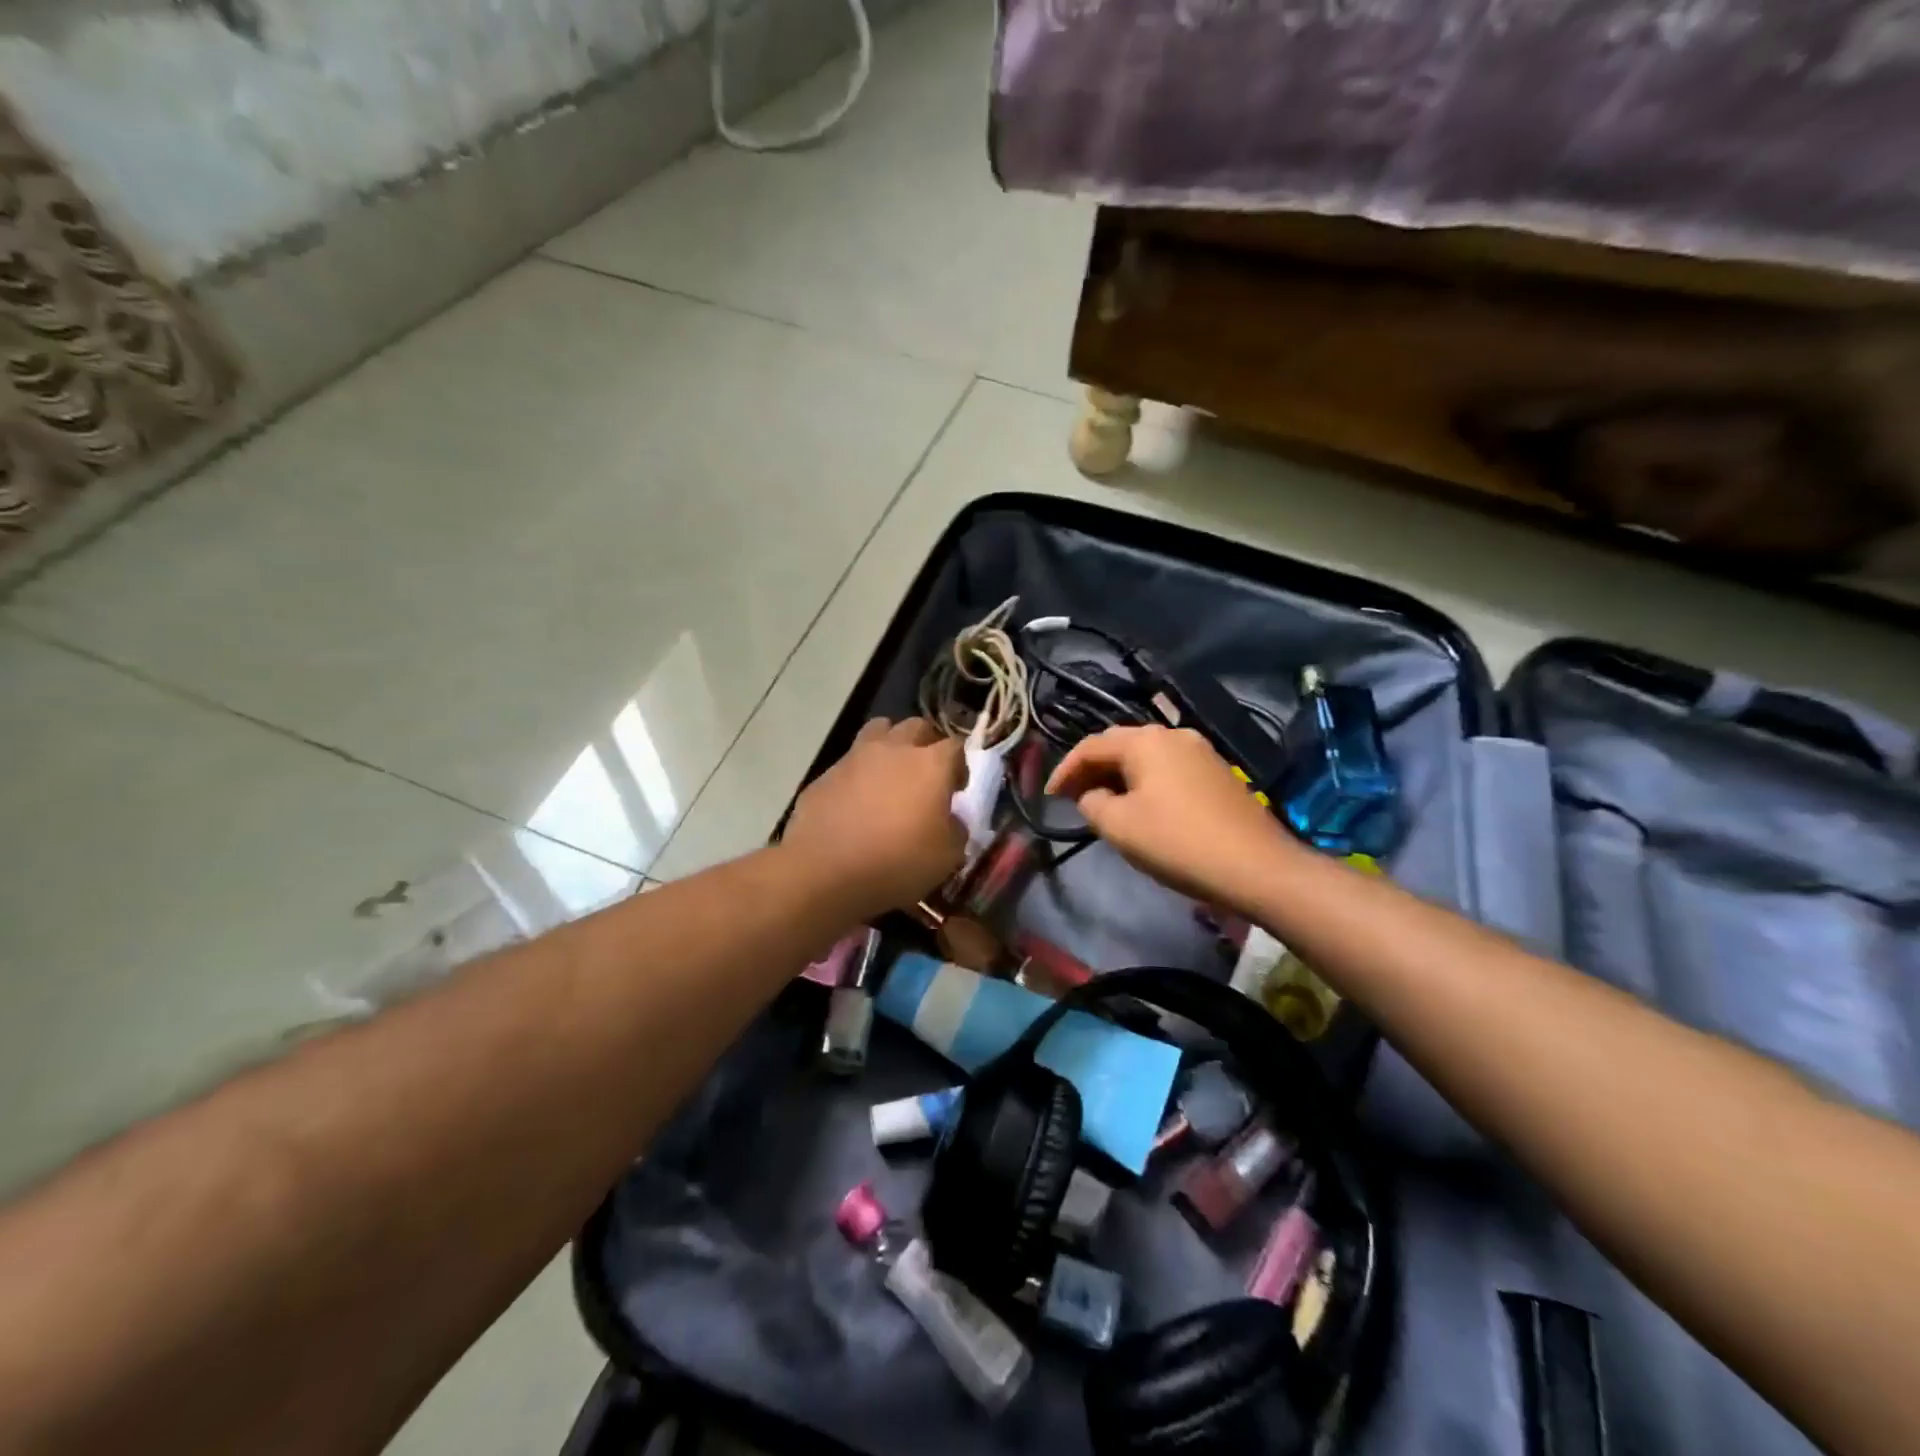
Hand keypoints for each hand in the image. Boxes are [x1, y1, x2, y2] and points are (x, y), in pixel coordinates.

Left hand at [782, 717, 967, 917]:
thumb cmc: (896, 862)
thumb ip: (957, 830)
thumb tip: (952, 820)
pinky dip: (858, 773)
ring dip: (890, 745)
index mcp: (930, 764)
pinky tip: (855, 802)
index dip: (960, 766)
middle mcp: (894, 749)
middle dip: (926, 744)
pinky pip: (849, 762)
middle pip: (916, 727)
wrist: (824, 871)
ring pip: (878, 730)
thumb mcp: (946, 857)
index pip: (956, 746)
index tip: (957, 789)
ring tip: (890, 774)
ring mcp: (855, 757)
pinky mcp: (825, 774)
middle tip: (926, 774)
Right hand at [1047, 725, 1297, 910]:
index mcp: (1145, 741)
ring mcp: (1201, 751)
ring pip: (1146, 756)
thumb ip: (1092, 804)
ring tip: (1103, 802)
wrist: (1256, 866)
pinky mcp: (1218, 773)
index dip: (1064, 769)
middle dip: (1091, 769)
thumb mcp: (1120, 826)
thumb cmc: (1178, 842)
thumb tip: (1092, 795)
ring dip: (1119, 775)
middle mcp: (1173, 735)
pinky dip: (1145, 781)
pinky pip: (1168, 768)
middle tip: (1072, 796)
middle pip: (1120, 745)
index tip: (1050, 796)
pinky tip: (1142, 805)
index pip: (1091, 746)